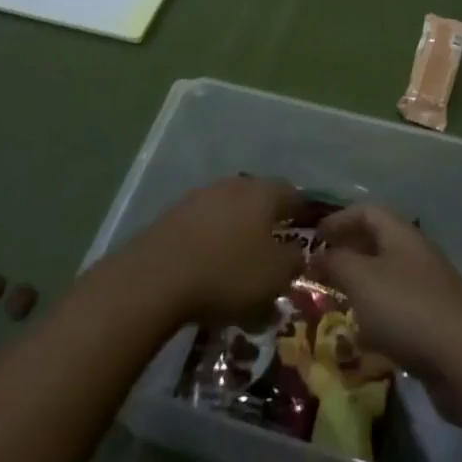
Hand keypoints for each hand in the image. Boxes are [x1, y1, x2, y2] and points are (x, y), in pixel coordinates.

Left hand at [131, 176, 301, 326]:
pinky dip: (210, 240)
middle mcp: (233, 184)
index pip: (292, 193)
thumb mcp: (275, 277)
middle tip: (271, 249)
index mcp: (262, 193)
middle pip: (257, 198)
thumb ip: (294, 261)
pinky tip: (207, 265)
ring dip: (236, 230)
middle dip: (266, 221)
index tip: (305, 233)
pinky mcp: (172, 214)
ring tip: (237, 261)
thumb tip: (296, 252)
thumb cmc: (228, 273)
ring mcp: (199, 196)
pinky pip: (203, 224)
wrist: (156, 277)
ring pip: (228, 209)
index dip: (301, 212)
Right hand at [312, 204, 461, 387]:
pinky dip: (377, 315)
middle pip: (377, 242)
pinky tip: (364, 336)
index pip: (367, 211)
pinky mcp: (434, 322)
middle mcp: (416, 254)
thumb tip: (318, 254)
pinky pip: (397, 309)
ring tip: (335, 302)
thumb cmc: (406, 308)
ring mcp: (428, 288)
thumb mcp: (361, 279)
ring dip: (360, 286)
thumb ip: (335, 262)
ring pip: (386, 277)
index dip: (339, 219)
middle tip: (319, 270)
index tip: (314, 238)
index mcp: (400, 234)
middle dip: (347, 252)